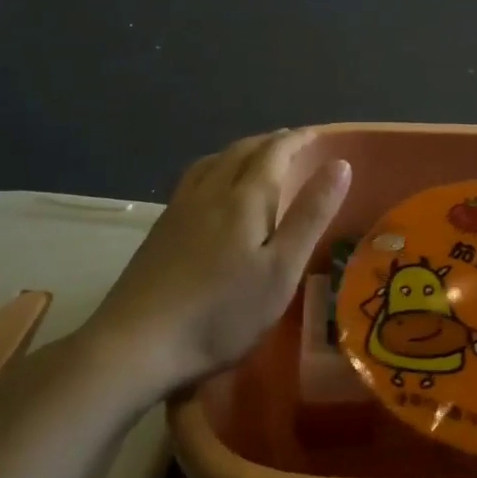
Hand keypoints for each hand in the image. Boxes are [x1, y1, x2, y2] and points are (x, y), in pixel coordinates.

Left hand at [79, 130, 350, 389]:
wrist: (137, 344)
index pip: (274, 153)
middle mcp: (209, 193)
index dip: (298, 139)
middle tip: (292, 142)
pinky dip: (215, 169)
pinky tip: (212, 191)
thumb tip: (339, 164)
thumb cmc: (222, 312)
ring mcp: (179, 210)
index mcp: (244, 199)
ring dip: (239, 151)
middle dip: (270, 142)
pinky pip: (193, 180)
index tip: (318, 133)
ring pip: (212, 162)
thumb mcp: (281, 269)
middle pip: (241, 152)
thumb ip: (310, 215)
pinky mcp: (159, 231)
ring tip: (254, 157)